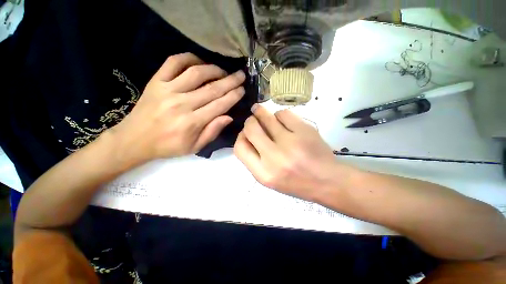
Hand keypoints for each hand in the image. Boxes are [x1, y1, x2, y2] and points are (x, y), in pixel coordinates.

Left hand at [111, 53, 244, 165]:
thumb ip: (213, 131)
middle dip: (230, 81)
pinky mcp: (156, 81)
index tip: (242, 89)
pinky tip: (200, 62)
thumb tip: (229, 116)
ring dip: (214, 70)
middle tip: (241, 75)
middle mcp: (182, 104)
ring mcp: (167, 90)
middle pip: (212, 88)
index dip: (233, 96)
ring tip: (224, 71)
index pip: (220, 105)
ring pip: (196, 73)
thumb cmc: (168, 146)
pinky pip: (174, 62)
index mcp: (192, 122)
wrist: (135, 139)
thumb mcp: (195, 147)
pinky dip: (189, 58)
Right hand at [234, 104, 345, 201]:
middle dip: (250, 121)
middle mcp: (274, 158)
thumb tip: (246, 136)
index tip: (246, 133)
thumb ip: (254, 160)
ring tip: (261, 112)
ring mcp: (291, 142)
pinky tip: (283, 120)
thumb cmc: (295, 182)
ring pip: (267, 117)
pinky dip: (280, 114)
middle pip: (251, 128)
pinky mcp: (304, 131)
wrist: (327, 181)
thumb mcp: (269, 179)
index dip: (240, 136)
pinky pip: (284, 113)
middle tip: (253, 119)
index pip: (240, 148)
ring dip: (261, 112)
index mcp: (263, 173)